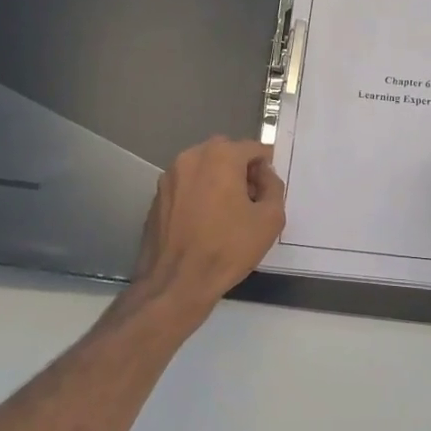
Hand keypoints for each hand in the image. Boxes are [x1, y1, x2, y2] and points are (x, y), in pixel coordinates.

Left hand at [133, 137, 286, 312]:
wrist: (176, 282)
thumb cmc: (228, 249)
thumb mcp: (270, 219)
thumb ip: (273, 187)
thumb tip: (264, 175)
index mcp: (220, 156)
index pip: (252, 148)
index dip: (266, 167)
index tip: (269, 189)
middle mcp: (191, 157)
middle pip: (225, 152)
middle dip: (240, 169)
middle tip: (251, 199)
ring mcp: (169, 176)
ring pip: (203, 167)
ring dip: (218, 179)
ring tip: (227, 212)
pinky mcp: (156, 196)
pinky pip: (186, 185)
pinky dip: (199, 193)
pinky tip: (205, 222)